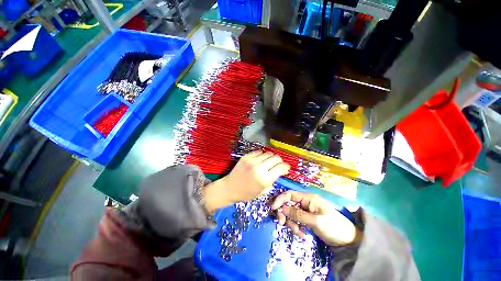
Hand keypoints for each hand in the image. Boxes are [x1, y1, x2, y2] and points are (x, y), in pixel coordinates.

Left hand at [204, 150, 289, 212]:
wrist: (230, 188)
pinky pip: (259, 152)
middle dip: (280, 161)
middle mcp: (259, 168)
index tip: (286, 168)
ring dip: (271, 157)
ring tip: (269, 162)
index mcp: (264, 179)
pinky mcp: (246, 156)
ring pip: (268, 153)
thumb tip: (280, 171)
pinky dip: (262, 155)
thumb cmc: (247, 193)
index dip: (286, 167)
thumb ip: (273, 180)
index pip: (281, 167)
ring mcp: (252, 160)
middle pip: (276, 158)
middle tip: (278, 165)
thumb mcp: (263, 191)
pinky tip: (261, 160)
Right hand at [271, 191, 361, 245]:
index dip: (280, 199)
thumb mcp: (315, 221)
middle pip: (288, 204)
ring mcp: (305, 211)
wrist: (347, 240)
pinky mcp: (306, 219)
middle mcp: (305, 202)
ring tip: (299, 233)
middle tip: (282, 224)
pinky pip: (295, 221)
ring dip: (291, 223)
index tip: (273, 208)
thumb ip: (298, 214)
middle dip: (284, 214)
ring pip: (291, 214)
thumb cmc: (333, 227)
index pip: (290, 194)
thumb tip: (282, 209)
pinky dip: (296, 227)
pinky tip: (302, 235)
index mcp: (308, 198)